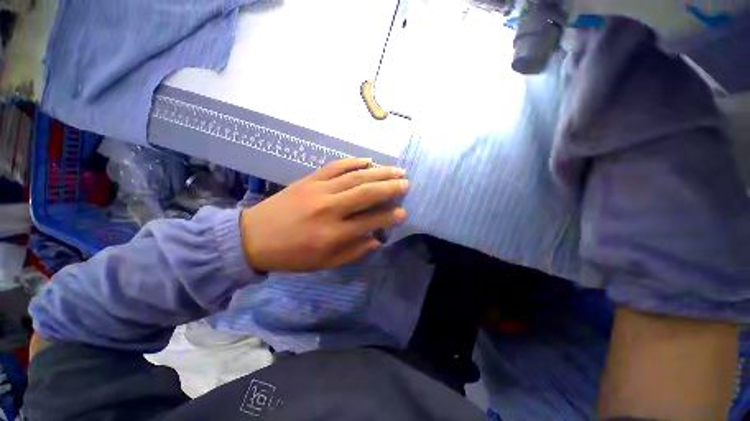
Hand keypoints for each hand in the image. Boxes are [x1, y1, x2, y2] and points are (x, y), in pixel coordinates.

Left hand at [240, 158, 408, 271]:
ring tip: (395, 170)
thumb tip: (377, 239)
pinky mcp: (309, 179)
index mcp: (333, 234)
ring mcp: (319, 190)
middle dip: (390, 187)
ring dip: (378, 172)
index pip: (370, 221)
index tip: (403, 212)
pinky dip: (353, 161)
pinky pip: (335, 166)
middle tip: (406, 183)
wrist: (253, 237)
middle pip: (366, 193)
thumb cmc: (292, 255)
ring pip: (355, 176)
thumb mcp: (325, 263)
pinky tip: (367, 160)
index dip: (389, 216)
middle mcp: (330, 208)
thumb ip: (354, 252)